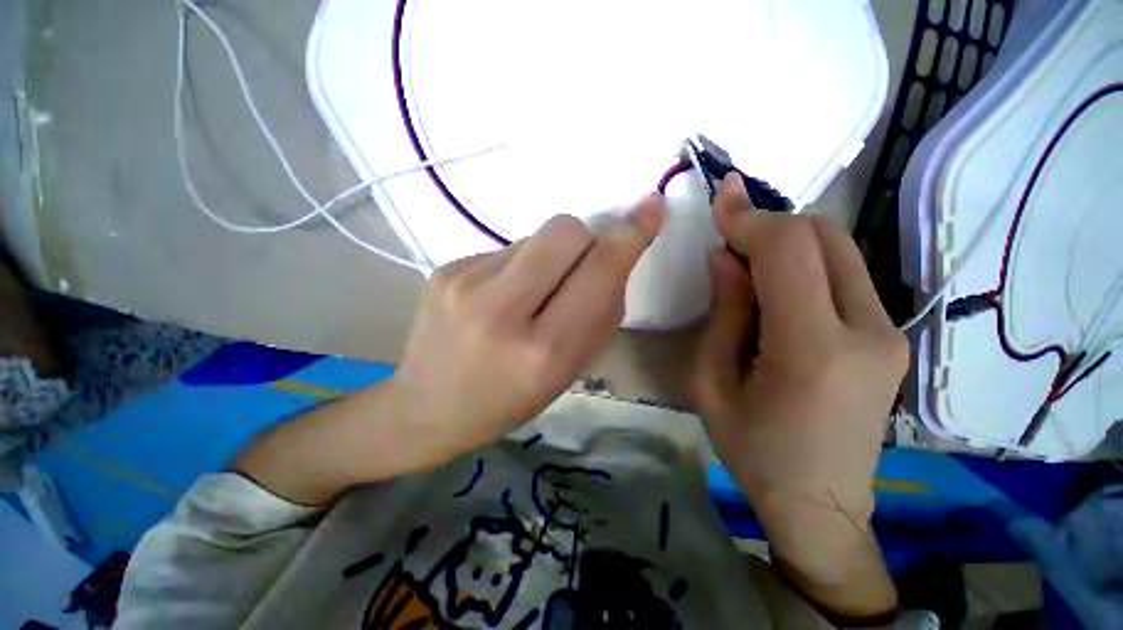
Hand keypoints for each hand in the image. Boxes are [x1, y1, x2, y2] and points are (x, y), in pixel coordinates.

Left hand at [390, 197, 664, 458]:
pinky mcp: (444, 269)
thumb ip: (600, 314)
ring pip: (534, 235)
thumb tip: (614, 257)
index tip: (651, 208)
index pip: (598, 272)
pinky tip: (500, 296)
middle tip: (576, 270)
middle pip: (564, 229)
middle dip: (586, 240)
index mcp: (542, 351)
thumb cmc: (508, 401)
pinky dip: (518, 265)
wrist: (426, 408)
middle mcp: (501, 311)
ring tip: (529, 294)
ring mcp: (464, 283)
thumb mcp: (567, 372)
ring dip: (548, 258)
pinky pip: (505, 248)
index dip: (630, 236)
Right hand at [694, 174, 906, 617]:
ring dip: (787, 242)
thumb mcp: (712, 383)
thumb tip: (724, 256)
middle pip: (823, 235)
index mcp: (813, 350)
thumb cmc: (752, 450)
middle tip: (728, 239)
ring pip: (839, 249)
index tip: (720, 198)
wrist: (820, 504)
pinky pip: (845, 275)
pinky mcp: (892, 337)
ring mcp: (890, 332)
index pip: (788, 250)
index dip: (749, 216)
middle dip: (770, 223)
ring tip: (746, 267)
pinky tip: (776, 291)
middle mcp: (868, 331)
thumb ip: (723, 313)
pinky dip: (805, 264)